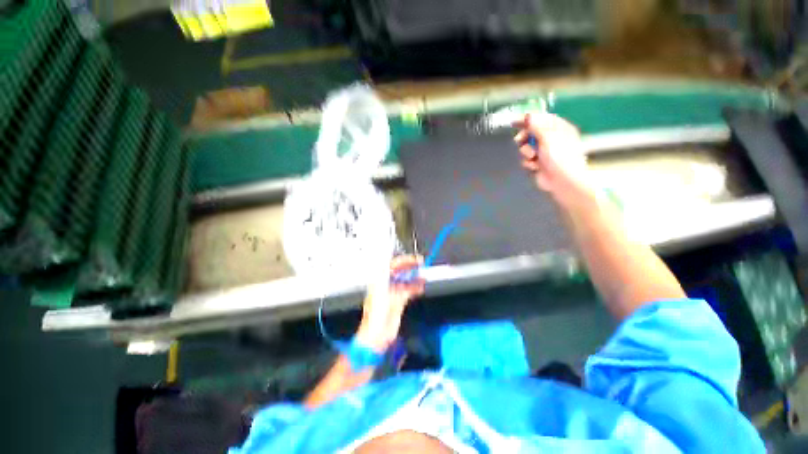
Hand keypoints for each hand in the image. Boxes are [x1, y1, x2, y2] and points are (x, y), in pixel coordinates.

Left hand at [355, 255, 424, 352]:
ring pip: (404, 281)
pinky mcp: (398, 302)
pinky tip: (421, 286)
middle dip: (410, 267)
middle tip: (421, 264)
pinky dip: (415, 287)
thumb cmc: (377, 314)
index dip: (404, 261)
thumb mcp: (386, 294)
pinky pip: (407, 291)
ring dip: (414, 277)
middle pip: (399, 271)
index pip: (392, 265)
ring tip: (423, 274)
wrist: (377, 335)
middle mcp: (385, 285)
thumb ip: (395, 281)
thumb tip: (400, 269)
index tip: (415, 260)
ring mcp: (392, 293)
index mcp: (379, 281)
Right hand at [513, 113, 594, 205]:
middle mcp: (550, 138)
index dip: (528, 119)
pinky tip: (534, 166)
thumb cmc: (559, 157)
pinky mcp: (537, 163)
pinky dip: (528, 162)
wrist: (562, 181)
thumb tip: (528, 116)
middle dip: (524, 138)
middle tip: (520, 140)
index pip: (540, 119)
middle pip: (530, 133)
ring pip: (526, 147)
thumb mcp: (548, 137)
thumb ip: (536, 126)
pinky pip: (526, 159)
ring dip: (526, 152)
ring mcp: (543, 152)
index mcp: (558, 128)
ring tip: (532, 157)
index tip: (514, 121)